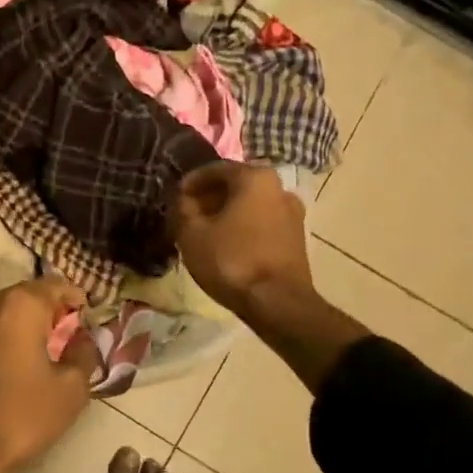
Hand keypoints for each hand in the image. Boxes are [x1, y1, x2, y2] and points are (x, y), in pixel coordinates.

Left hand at [0, 278, 98, 472]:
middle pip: (26, 296)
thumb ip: (84, 354)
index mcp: (19, 305)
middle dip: (49, 312)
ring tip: (40, 354)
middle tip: (67, 336)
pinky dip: (0, 341)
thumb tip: (83, 339)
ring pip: (1, 314)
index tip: (89, 316)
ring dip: (22, 327)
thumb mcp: (70, 390)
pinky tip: (9, 369)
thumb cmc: (20, 417)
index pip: (56, 284)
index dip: (76, 298)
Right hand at [173, 162, 315, 317]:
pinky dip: (242, 227)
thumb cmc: (231, 260)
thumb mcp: (191, 234)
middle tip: (187, 214)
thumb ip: (182, 209)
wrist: (277, 303)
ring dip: (227, 213)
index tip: (175, 196)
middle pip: (236, 186)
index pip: (216, 169)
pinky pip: (262, 223)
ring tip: (205, 231)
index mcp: (255, 178)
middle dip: (209, 197)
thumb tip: (183, 200)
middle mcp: (279, 188)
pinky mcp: (296, 238)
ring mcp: (292, 213)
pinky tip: (226, 245)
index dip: (191, 182)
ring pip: (250, 205)